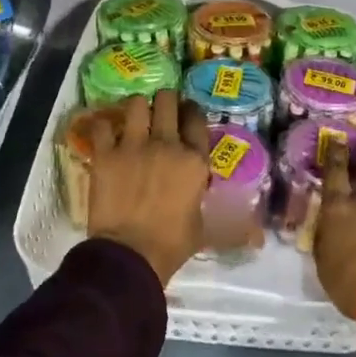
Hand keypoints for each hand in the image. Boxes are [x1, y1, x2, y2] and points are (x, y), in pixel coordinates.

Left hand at [87, 90, 210, 284]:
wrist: (130, 255)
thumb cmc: (172, 245)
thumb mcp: (205, 230)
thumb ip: (222, 218)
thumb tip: (253, 234)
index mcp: (194, 160)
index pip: (196, 118)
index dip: (191, 110)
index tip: (186, 112)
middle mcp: (167, 144)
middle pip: (167, 100)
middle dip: (164, 100)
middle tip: (160, 109)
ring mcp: (134, 146)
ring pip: (136, 104)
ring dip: (136, 107)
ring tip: (134, 117)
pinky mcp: (106, 154)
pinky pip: (102, 125)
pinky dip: (103, 126)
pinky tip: (105, 133)